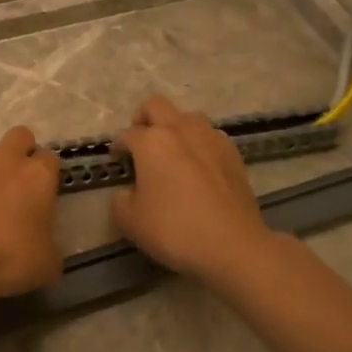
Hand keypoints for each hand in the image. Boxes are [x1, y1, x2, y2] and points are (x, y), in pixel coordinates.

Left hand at [0, 126, 62, 298]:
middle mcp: (6, 160)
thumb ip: (49, 245)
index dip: (48, 174)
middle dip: (21, 151)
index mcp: (38, 176)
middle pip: (20, 136)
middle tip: (16, 183)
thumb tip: (44, 245)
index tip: (43, 195)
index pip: (51, 158)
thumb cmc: (8, 258)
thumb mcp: (46, 263)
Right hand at [112, 96, 271, 283]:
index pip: (127, 134)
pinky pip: (210, 137)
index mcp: (152, 142)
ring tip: (172, 155)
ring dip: (175, 129)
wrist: (232, 245)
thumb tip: (128, 192)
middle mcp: (181, 130)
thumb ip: (120, 200)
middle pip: (156, 106)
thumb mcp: (130, 221)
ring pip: (187, 117)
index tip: (118, 161)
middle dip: (143, 119)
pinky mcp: (234, 154)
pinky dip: (199, 145)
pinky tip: (198, 169)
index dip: (119, 147)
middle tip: (141, 144)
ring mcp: (211, 138)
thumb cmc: (174, 230)